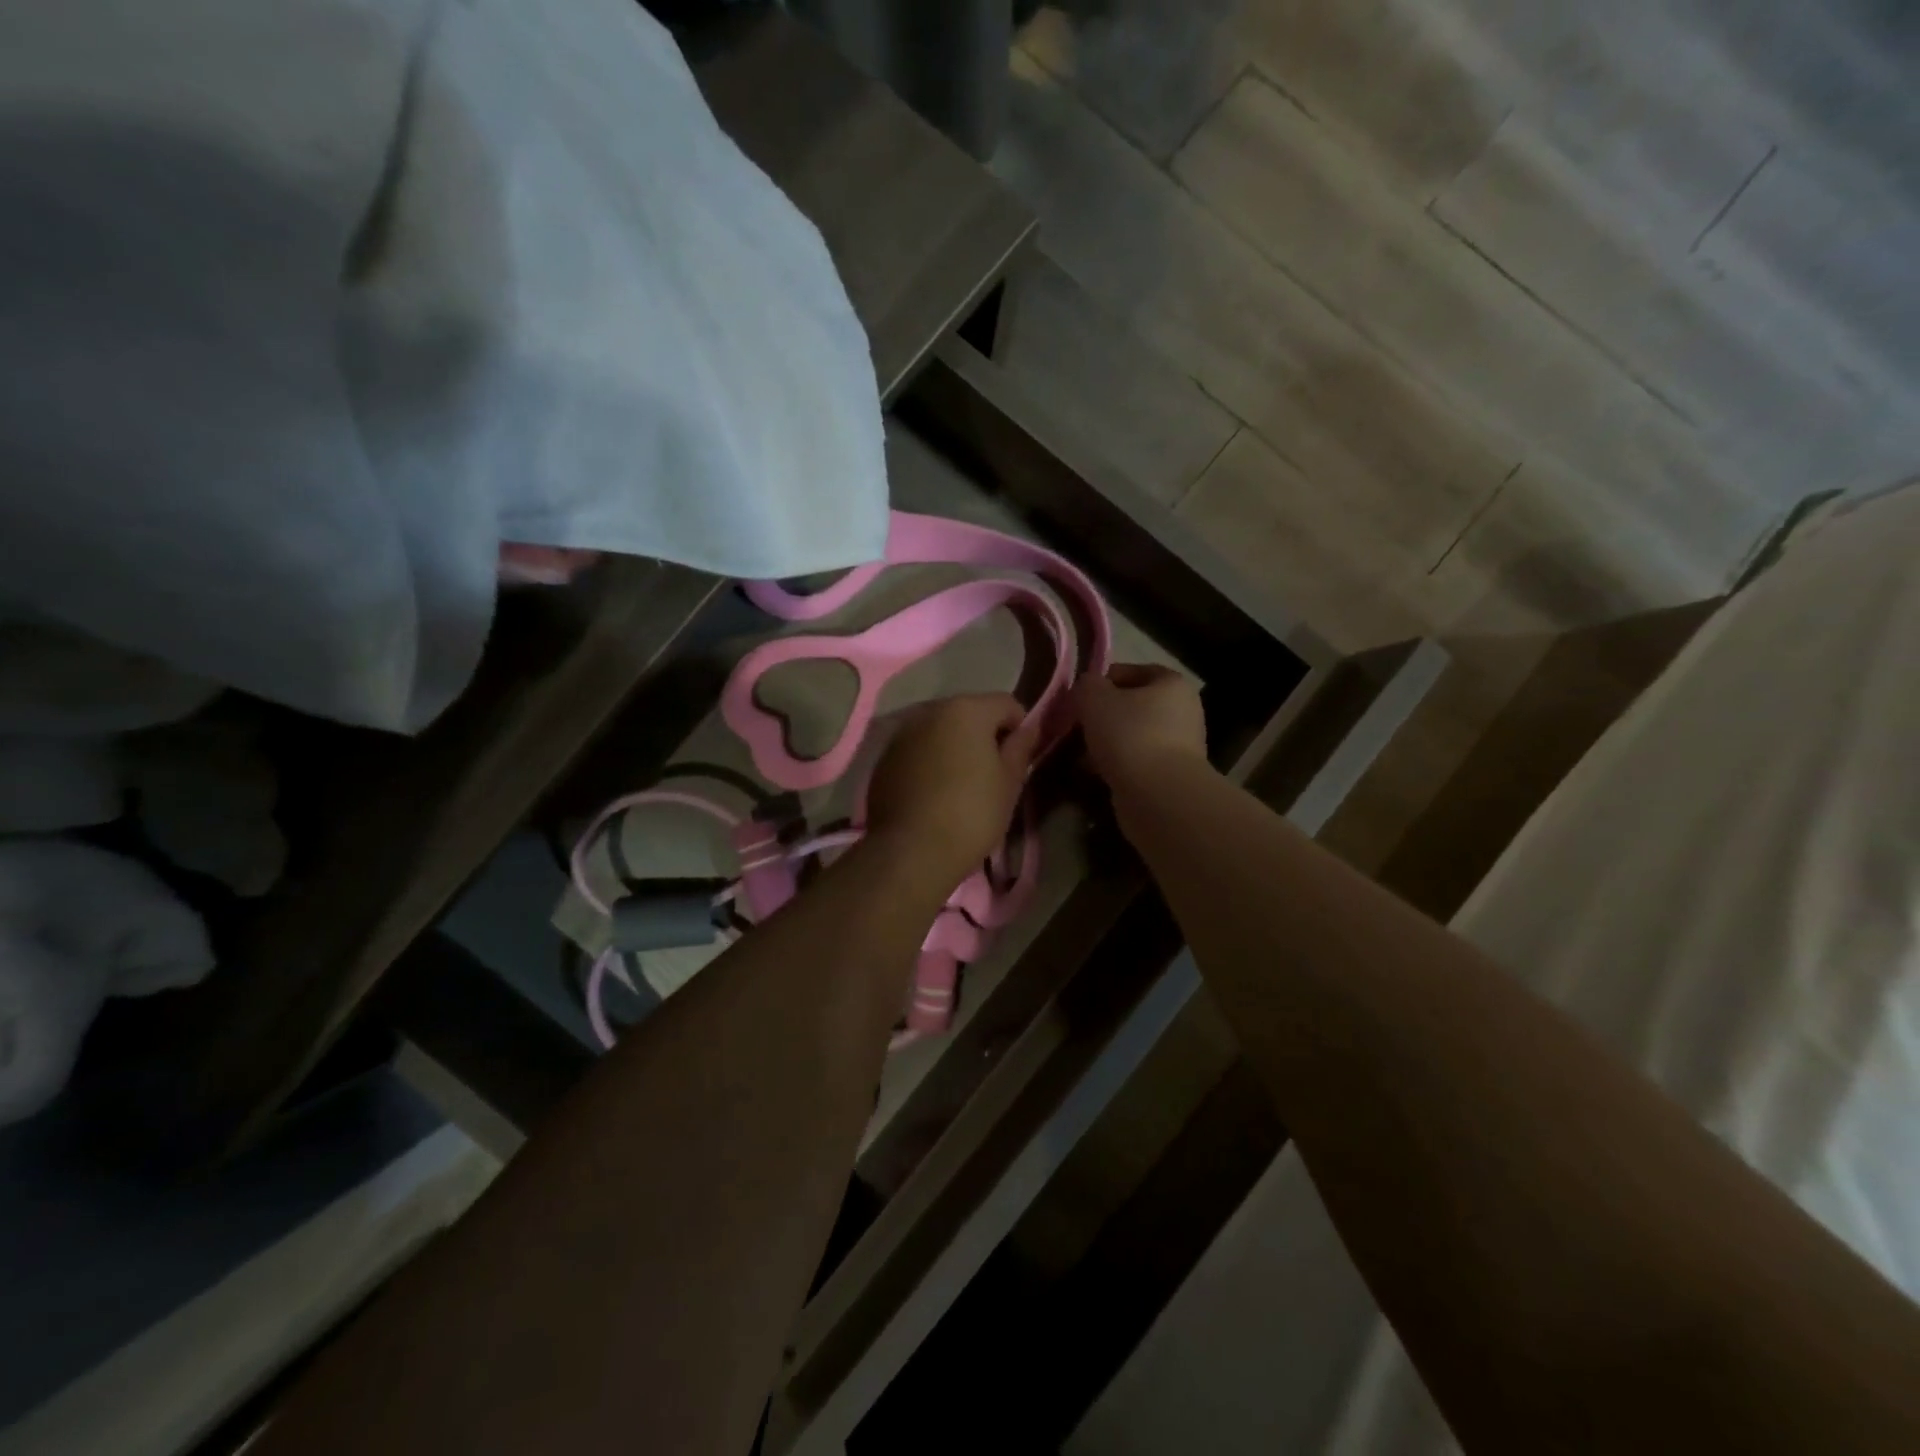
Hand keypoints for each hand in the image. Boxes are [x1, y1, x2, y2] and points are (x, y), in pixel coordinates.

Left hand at [866, 694, 1038, 884]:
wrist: (911, 851)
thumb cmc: (972, 814)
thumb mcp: (1009, 783)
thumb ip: (1021, 747)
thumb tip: (1029, 728)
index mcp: (966, 709)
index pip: (1006, 704)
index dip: (1019, 728)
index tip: (1019, 759)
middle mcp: (929, 710)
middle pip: (969, 713)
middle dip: (983, 735)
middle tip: (992, 773)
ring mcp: (902, 732)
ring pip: (940, 731)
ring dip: (953, 747)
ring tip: (960, 784)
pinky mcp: (883, 757)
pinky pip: (917, 749)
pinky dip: (929, 761)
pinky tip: (933, 793)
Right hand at [1072, 663, 1206, 787]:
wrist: (1158, 796)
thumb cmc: (1129, 734)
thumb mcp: (1094, 697)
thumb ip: (1086, 685)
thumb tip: (1086, 689)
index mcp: (1172, 684)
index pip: (1132, 671)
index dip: (1102, 681)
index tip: (1078, 698)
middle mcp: (1182, 712)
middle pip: (1131, 707)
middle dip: (1101, 717)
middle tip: (1075, 727)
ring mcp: (1178, 747)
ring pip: (1131, 737)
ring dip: (1105, 744)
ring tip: (1078, 753)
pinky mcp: (1168, 777)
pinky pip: (1134, 763)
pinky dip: (1113, 766)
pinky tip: (1092, 774)